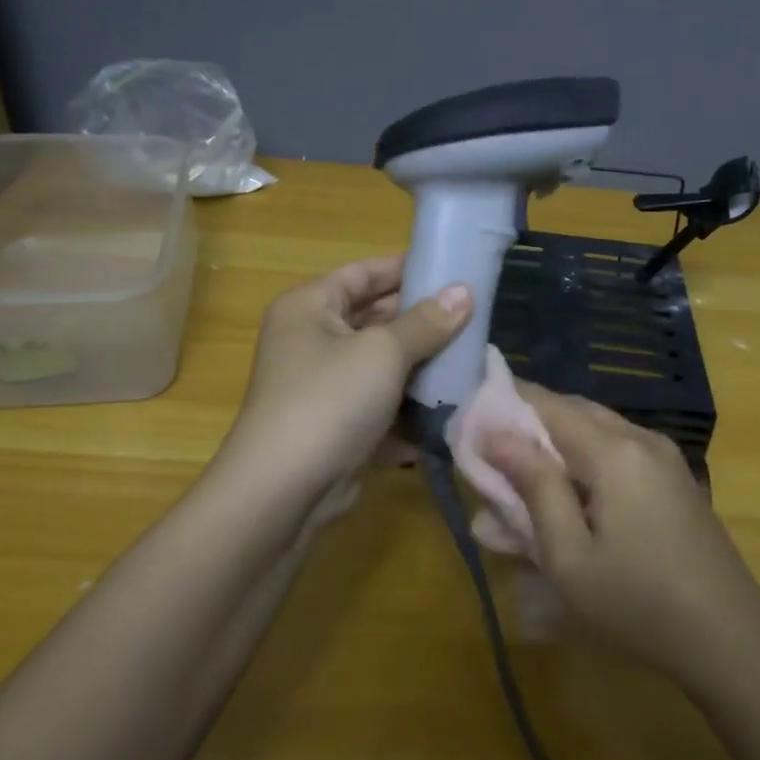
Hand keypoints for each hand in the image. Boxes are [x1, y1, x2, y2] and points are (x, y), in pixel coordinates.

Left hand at [225, 256, 471, 496]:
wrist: (285, 490)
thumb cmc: (330, 400)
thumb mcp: (383, 352)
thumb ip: (426, 322)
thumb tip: (464, 291)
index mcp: (309, 307)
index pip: (362, 274)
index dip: (405, 269)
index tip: (452, 269)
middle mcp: (312, 342)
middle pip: (375, 320)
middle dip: (423, 322)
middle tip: (474, 318)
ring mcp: (325, 388)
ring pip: (383, 367)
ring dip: (423, 367)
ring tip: (473, 360)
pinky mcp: (339, 428)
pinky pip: (382, 407)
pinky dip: (412, 408)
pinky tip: (453, 407)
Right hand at [482, 382, 759, 687]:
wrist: (731, 640)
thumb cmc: (638, 603)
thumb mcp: (569, 555)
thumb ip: (533, 487)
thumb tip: (495, 434)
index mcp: (615, 450)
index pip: (546, 403)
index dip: (502, 407)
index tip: (466, 427)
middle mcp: (641, 439)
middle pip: (570, 414)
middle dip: (525, 433)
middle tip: (488, 468)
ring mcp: (663, 459)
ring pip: (592, 435)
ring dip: (552, 456)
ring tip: (517, 499)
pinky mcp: (672, 481)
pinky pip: (615, 458)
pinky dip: (581, 471)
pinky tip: (563, 511)